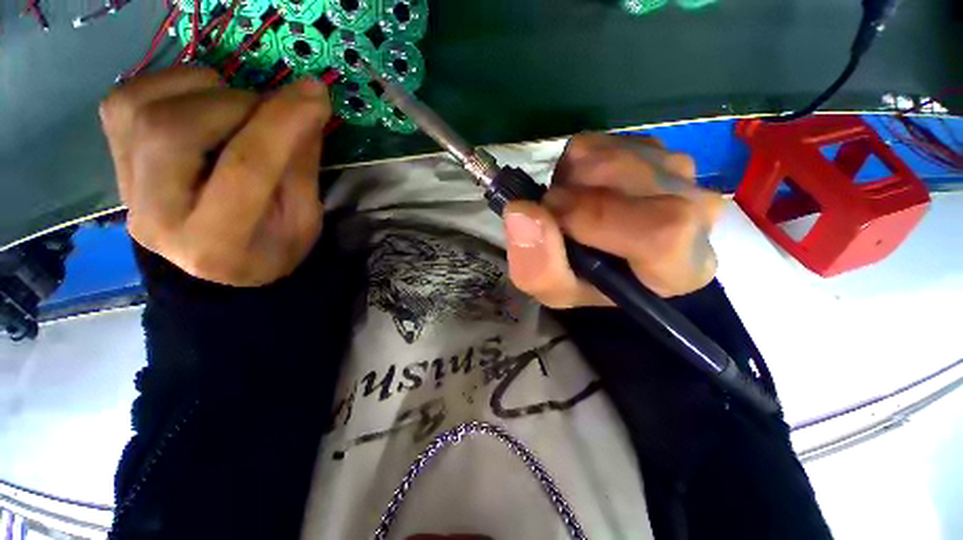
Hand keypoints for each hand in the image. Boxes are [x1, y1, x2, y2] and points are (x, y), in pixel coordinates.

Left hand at [100, 67, 330, 286]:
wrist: (214, 267)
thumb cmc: (270, 249)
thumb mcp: (304, 221)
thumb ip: (301, 166)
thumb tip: (305, 105)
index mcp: (218, 242)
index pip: (245, 168)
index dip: (281, 123)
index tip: (315, 94)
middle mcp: (156, 216)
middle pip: (176, 131)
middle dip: (238, 105)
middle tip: (273, 111)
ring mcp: (124, 186)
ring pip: (144, 108)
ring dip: (204, 92)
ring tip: (238, 110)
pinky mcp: (114, 161)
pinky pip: (127, 100)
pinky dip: (169, 86)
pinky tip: (203, 103)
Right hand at [504, 134, 723, 307]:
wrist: (604, 257)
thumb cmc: (586, 282)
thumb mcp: (555, 291)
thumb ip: (538, 265)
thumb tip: (521, 211)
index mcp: (682, 266)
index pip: (662, 232)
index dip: (596, 219)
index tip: (554, 220)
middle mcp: (696, 213)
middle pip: (625, 178)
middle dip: (570, 194)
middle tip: (556, 217)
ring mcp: (678, 171)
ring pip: (609, 154)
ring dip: (570, 181)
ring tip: (571, 207)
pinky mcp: (654, 147)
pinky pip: (601, 142)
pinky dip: (575, 166)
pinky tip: (583, 190)